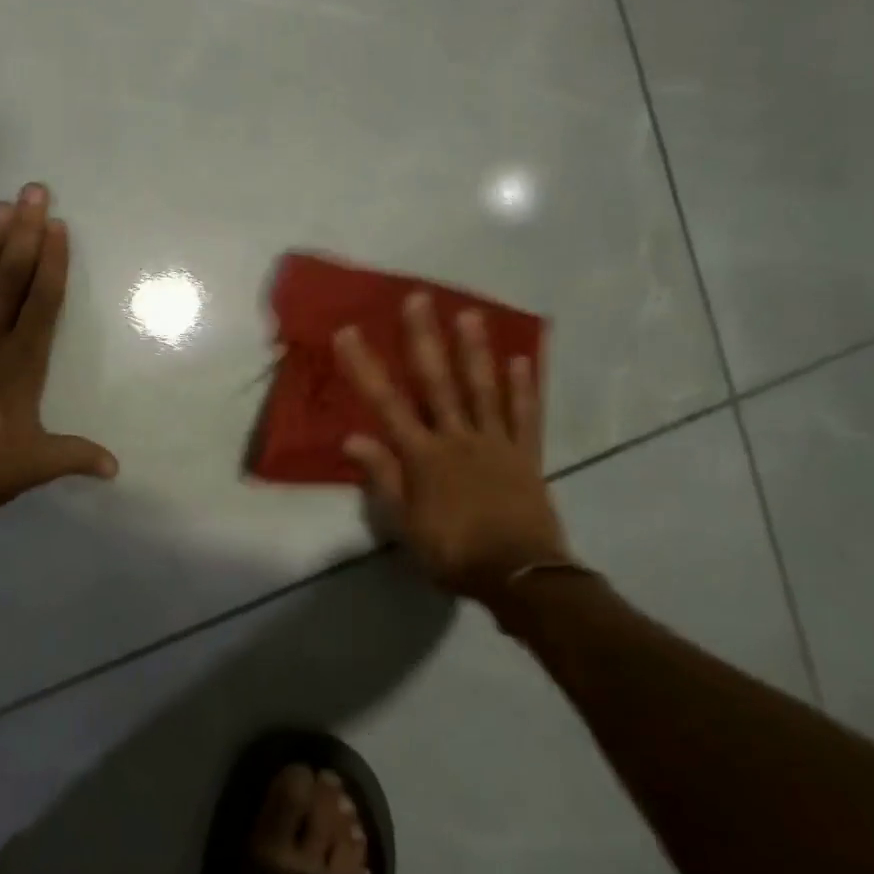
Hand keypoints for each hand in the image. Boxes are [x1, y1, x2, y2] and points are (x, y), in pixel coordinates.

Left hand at [0, 183, 116, 530]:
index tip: (57, 226)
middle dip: (25, 232)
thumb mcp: (35, 464)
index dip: (51, 261)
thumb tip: (116, 468)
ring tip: (1, 207)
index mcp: (20, 362)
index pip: (41, 300)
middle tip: (35, 192)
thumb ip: (75, 455)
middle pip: (9, 275)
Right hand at [334, 293, 573, 598]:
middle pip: (437, 381)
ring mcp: (494, 442)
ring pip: (482, 388)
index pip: (386, 403)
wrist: (520, 575)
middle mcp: (457, 437)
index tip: (348, 332)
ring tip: (469, 314)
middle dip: (423, 338)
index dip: (364, 366)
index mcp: (423, 455)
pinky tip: (520, 359)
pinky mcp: (525, 454)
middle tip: (417, 298)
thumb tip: (353, 437)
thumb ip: (383, 476)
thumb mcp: (406, 523)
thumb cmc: (454, 551)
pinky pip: (524, 415)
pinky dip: (522, 387)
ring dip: (474, 350)